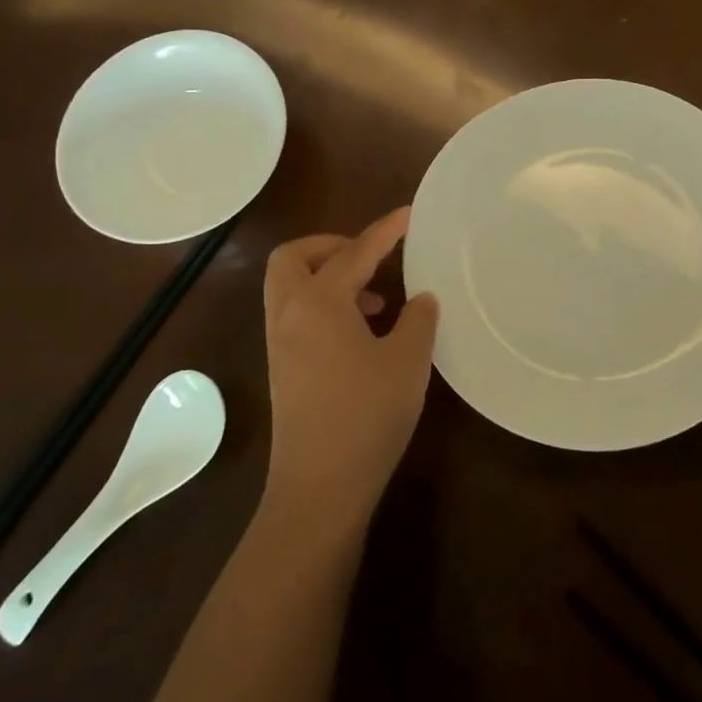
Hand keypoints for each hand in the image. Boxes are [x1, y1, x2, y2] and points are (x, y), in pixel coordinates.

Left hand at [262, 208, 439, 528]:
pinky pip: (296, 314)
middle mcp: (290, 314)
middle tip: (370, 258)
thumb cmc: (366, 416)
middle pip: (293, 257)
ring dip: (327, 277)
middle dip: (330, 246)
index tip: (408, 215)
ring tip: (376, 298)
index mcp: (318, 302)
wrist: (320, 487)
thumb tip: (421, 298)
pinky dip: (323, 305)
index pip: (355, 252)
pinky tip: (362, 332)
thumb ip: (418, 319)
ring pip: (290, 287)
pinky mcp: (282, 368)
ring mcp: (280, 343)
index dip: (385, 231)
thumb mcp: (407, 362)